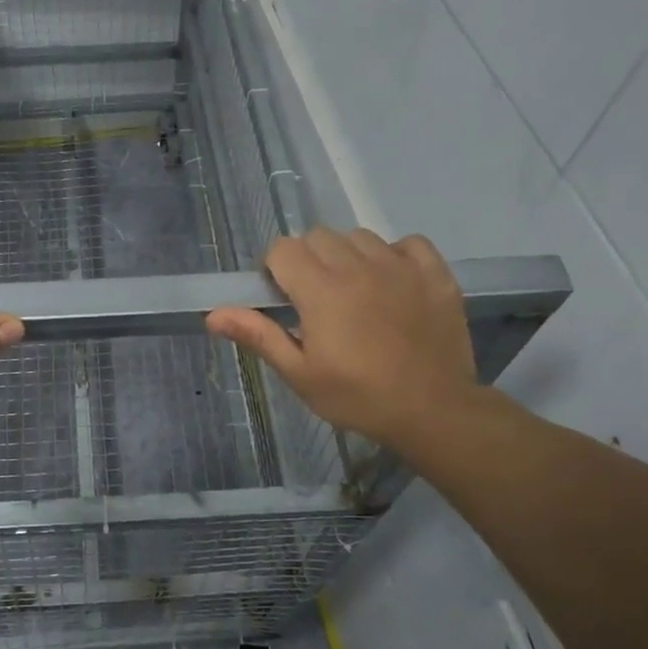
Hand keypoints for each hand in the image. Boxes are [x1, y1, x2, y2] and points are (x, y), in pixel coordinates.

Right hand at [206, 229, 477, 455]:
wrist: (434, 411)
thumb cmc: (358, 397)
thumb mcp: (299, 374)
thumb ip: (258, 335)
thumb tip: (213, 315)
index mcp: (321, 290)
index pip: (283, 249)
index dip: (275, 269)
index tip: (283, 298)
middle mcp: (358, 266)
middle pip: (318, 237)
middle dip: (308, 260)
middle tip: (316, 300)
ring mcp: (401, 266)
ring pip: (360, 237)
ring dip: (348, 256)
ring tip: (355, 292)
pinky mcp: (435, 273)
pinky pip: (408, 243)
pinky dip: (395, 255)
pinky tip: (393, 283)